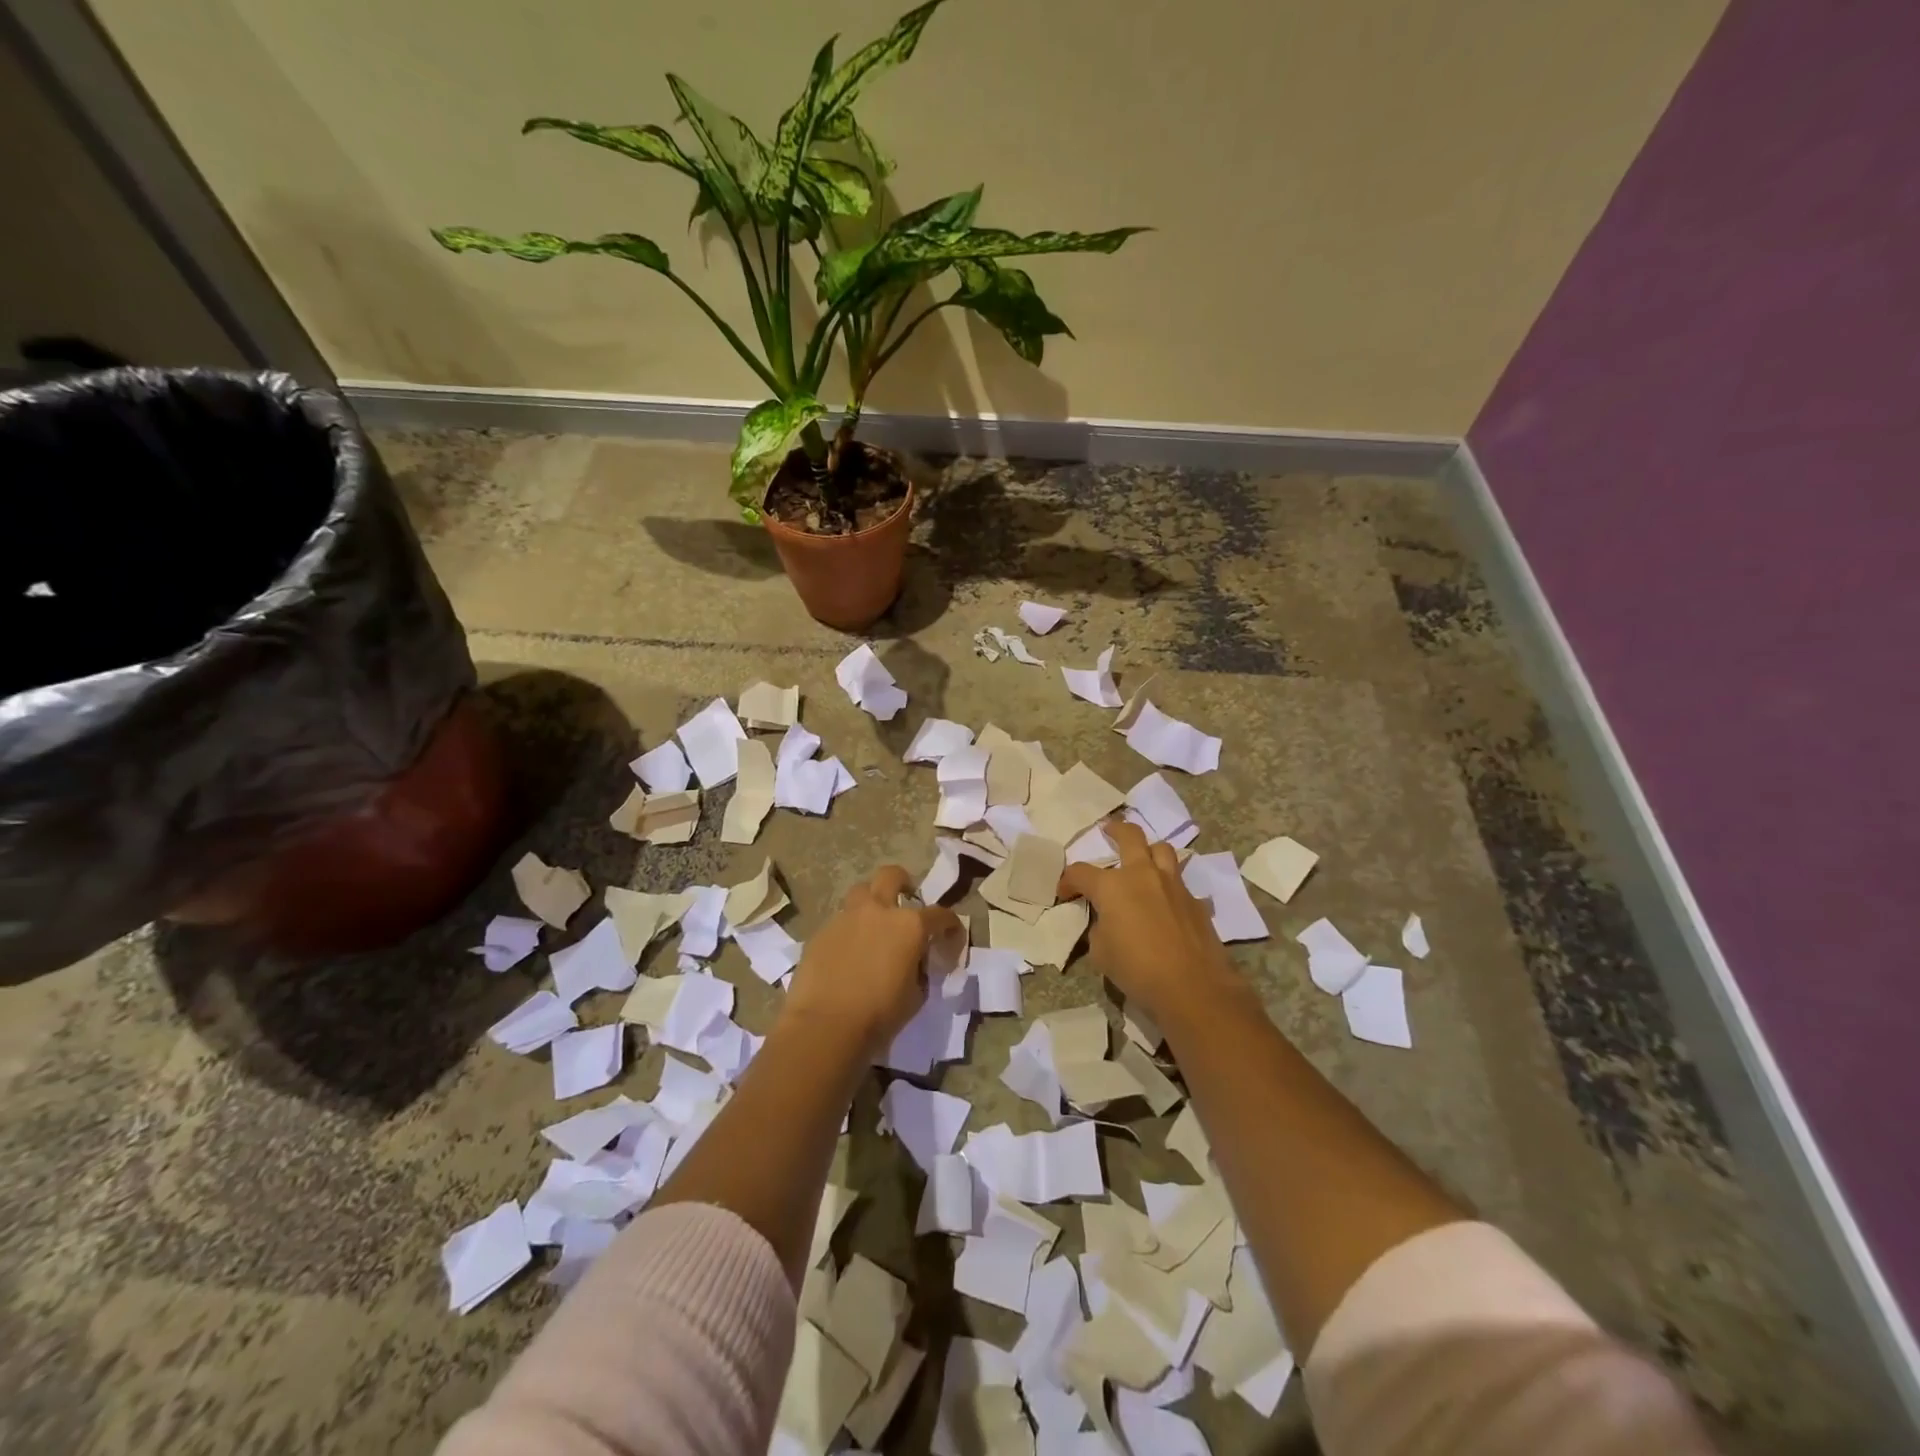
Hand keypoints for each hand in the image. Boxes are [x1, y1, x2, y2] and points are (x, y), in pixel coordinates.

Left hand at [782, 865, 963, 1058]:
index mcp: (910, 926)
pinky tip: (848, 953)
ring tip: (873, 924)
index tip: (951, 938)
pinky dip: (849, 929)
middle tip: (906, 899)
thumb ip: (920, 970)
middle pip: (892, 876)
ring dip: (871, 901)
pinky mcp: (821, 931)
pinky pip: (840, 921)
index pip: (941, 915)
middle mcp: (878, 911)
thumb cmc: (879, 1015)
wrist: (825, 1026)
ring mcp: (846, 917)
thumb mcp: (916, 996)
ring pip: (861, 892)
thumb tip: (916, 962)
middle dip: (903, 883)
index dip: (951, 926)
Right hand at [1058, 820, 1243, 1025]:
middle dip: (1116, 830)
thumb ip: (1100, 928)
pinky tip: (1166, 902)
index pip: (1080, 872)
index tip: (1064, 893)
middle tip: (1109, 831)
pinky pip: (1179, 882)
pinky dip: (1168, 885)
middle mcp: (1143, 875)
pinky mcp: (1195, 901)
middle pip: (1130, 836)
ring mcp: (1173, 884)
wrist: (1192, 986)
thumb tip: (1107, 921)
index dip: (1067, 881)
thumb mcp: (1101, 952)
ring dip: (1149, 850)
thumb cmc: (1137, 969)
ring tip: (1143, 859)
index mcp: (1112, 886)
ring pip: (1162, 850)